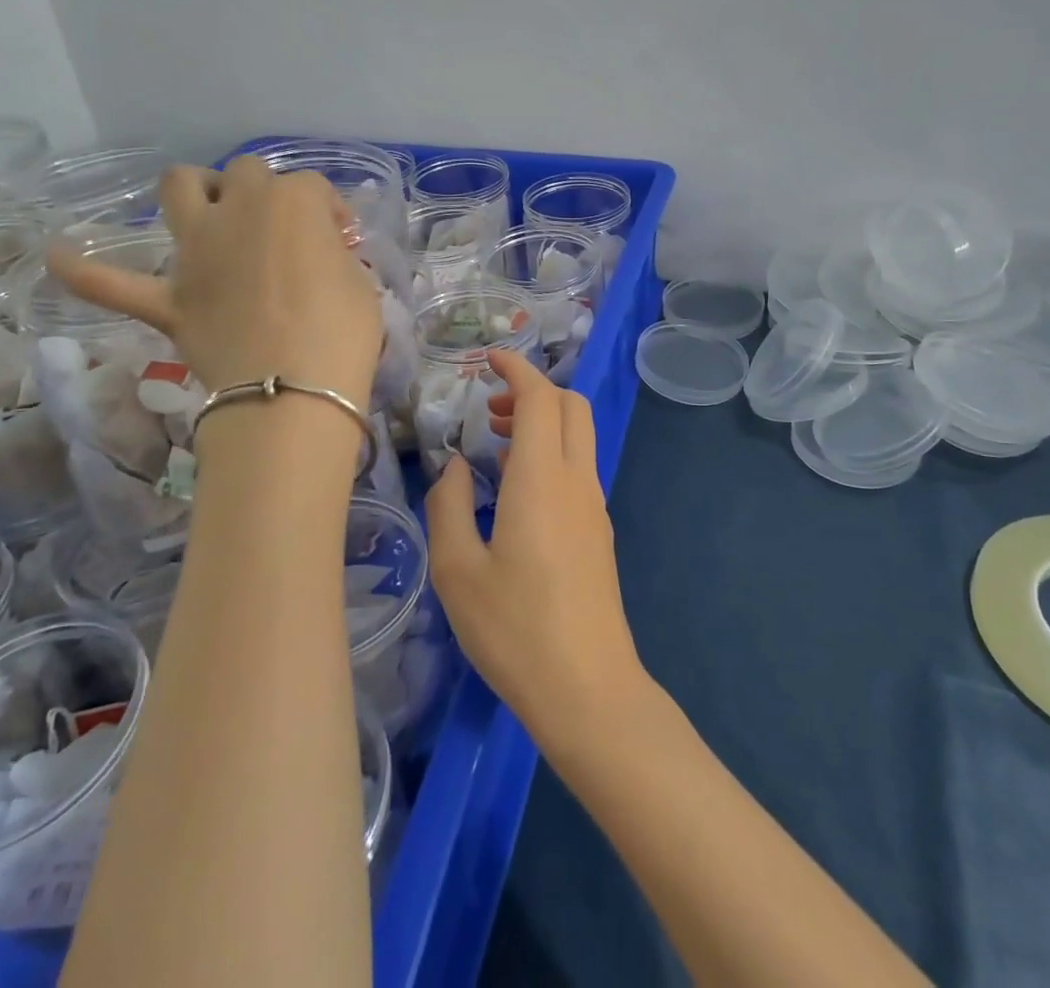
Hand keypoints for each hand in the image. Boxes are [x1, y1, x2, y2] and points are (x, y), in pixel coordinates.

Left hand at [46, 160, 381, 411]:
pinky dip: (84, 270)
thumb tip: (319, 258)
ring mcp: (196, 252)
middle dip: (267, 192)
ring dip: (192, 191)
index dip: (330, 212)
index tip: (342, 241)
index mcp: (293, 204)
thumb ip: (334, 258)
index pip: (314, 188)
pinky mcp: (169, 299)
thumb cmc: (342, 334)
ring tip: (208, 211)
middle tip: (284, 231)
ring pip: (178, 189)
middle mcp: (239, 211)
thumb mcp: (360, 284)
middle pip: (246, 173)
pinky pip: (110, 283)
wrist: (291, 392)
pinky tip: (57, 255)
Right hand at [425, 349, 648, 750]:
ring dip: (544, 422)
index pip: (540, 397)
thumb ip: (449, 505)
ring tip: (498, 445)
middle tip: (492, 409)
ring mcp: (594, 506)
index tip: (489, 360)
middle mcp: (577, 480)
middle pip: (571, 406)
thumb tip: (456, 465)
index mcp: (542, 478)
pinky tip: (519, 489)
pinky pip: (579, 467)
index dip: (517, 369)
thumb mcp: (457, 570)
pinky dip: (552, 452)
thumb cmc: (515, 630)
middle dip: (534, 391)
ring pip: (579, 435)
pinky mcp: (600, 531)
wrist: (589, 689)